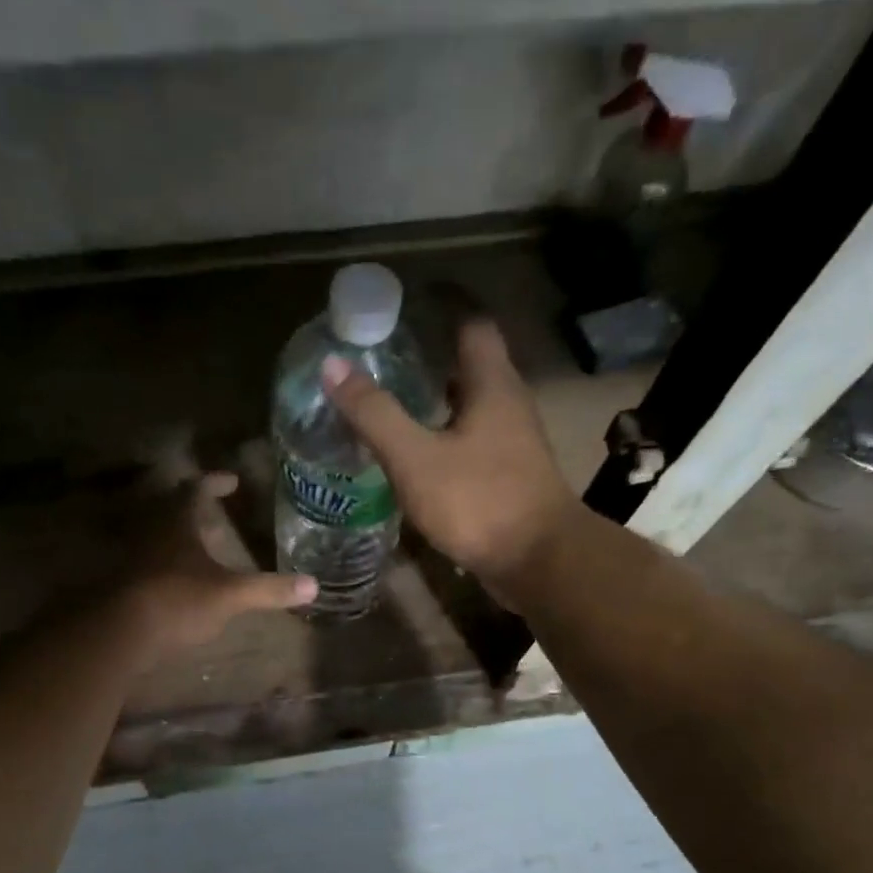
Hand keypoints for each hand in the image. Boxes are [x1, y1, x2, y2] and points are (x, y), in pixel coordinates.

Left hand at [120, 472, 315, 658]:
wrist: (120, 632)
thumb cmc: (178, 599)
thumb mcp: (230, 595)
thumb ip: (269, 589)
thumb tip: (314, 585)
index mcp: (177, 523)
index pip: (195, 489)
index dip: (214, 483)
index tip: (231, 481)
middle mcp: (152, 532)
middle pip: (172, 510)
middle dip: (195, 510)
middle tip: (216, 515)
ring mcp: (134, 558)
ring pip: (159, 537)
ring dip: (180, 539)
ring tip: (202, 550)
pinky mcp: (124, 584)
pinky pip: (150, 564)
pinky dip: (168, 566)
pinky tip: (182, 584)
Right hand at [322, 320, 578, 607]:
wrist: (539, 563)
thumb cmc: (479, 502)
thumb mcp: (416, 458)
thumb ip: (375, 414)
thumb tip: (332, 364)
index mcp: (492, 385)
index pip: (472, 324)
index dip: (441, 310)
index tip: (401, 312)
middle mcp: (509, 405)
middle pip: (471, 367)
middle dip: (430, 361)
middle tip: (383, 365)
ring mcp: (514, 444)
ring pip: (472, 409)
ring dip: (436, 405)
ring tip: (391, 409)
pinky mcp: (511, 478)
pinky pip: (474, 444)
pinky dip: (445, 441)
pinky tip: (417, 460)